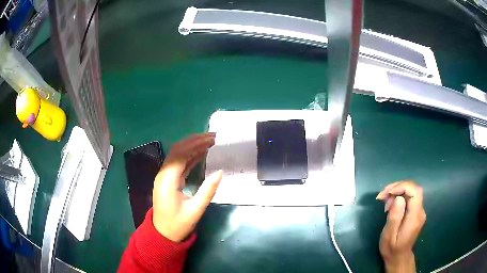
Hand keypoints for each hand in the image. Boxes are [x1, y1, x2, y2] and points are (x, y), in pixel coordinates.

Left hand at [152, 133, 222, 241]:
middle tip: (213, 137)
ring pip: (177, 155)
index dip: (196, 144)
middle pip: (177, 150)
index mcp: (167, 179)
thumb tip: (220, 172)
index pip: (180, 154)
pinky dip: (190, 156)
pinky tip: (201, 153)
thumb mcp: (195, 210)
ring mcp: (165, 176)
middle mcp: (164, 174)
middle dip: (194, 140)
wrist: (163, 233)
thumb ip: (207, 191)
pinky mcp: (169, 180)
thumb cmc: (178, 224)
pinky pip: (179, 163)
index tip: (212, 139)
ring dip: (192, 146)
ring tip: (209, 141)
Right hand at [376, 181, 425, 272]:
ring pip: (411, 192)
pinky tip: (390, 204)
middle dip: (397, 187)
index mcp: (415, 217)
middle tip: (382, 195)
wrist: (399, 257)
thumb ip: (395, 217)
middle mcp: (420, 211)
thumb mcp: (389, 235)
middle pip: (413, 189)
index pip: (415, 192)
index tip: (388, 193)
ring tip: (384, 201)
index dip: (402, 187)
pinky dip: (399, 196)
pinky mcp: (416, 212)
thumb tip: (399, 198)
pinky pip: (409, 198)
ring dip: (397, 191)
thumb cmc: (392, 248)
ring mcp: (419, 211)